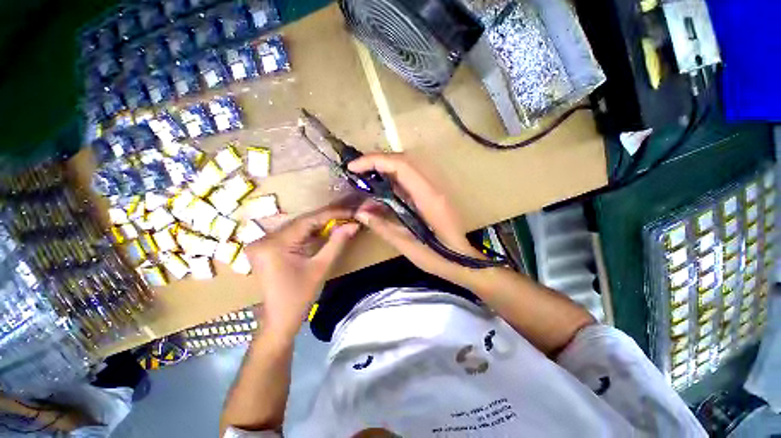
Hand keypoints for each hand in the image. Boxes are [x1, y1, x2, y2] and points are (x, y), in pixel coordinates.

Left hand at [246, 205, 359, 337]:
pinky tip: (324, 231)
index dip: (332, 214)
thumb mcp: (321, 267)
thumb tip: (354, 224)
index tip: (350, 211)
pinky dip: (309, 232)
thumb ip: (337, 242)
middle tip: (347, 216)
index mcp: (275, 244)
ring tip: (339, 222)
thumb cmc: (300, 296)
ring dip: (319, 224)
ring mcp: (263, 242)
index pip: (308, 220)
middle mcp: (264, 238)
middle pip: (301, 222)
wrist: (279, 319)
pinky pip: (292, 234)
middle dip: (327, 218)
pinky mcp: (266, 247)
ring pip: (297, 226)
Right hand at [348, 153, 483, 281]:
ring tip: (364, 180)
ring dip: (384, 169)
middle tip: (356, 172)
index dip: (375, 161)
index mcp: (428, 198)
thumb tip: (361, 213)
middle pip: (403, 160)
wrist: (466, 261)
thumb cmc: (441, 258)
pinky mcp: (432, 194)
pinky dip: (392, 180)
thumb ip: (384, 228)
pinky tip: (381, 192)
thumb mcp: (409, 247)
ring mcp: (434, 189)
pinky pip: (409, 179)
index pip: (401, 165)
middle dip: (377, 161)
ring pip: (406, 167)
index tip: (353, 167)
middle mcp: (433, 187)